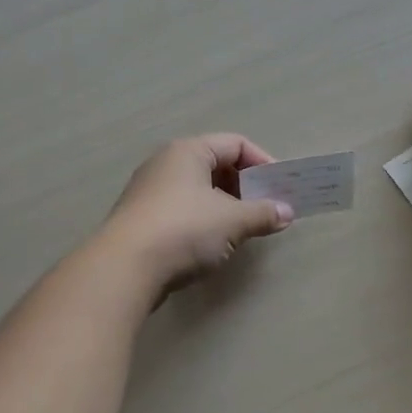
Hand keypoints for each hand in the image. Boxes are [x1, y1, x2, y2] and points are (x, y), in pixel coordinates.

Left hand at [100, 134, 293, 294]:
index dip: (263, 162)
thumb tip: (286, 213)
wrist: (124, 268)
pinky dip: (203, 221)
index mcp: (188, 151)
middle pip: (216, 165)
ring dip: (226, 206)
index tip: (281, 189)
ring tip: (243, 229)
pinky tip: (213, 245)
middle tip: (266, 210)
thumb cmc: (184, 230)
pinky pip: (182, 211)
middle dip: (245, 187)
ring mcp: (150, 192)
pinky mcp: (142, 220)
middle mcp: (166, 163)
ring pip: (198, 190)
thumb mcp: (232, 221)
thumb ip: (262, 213)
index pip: (235, 144)